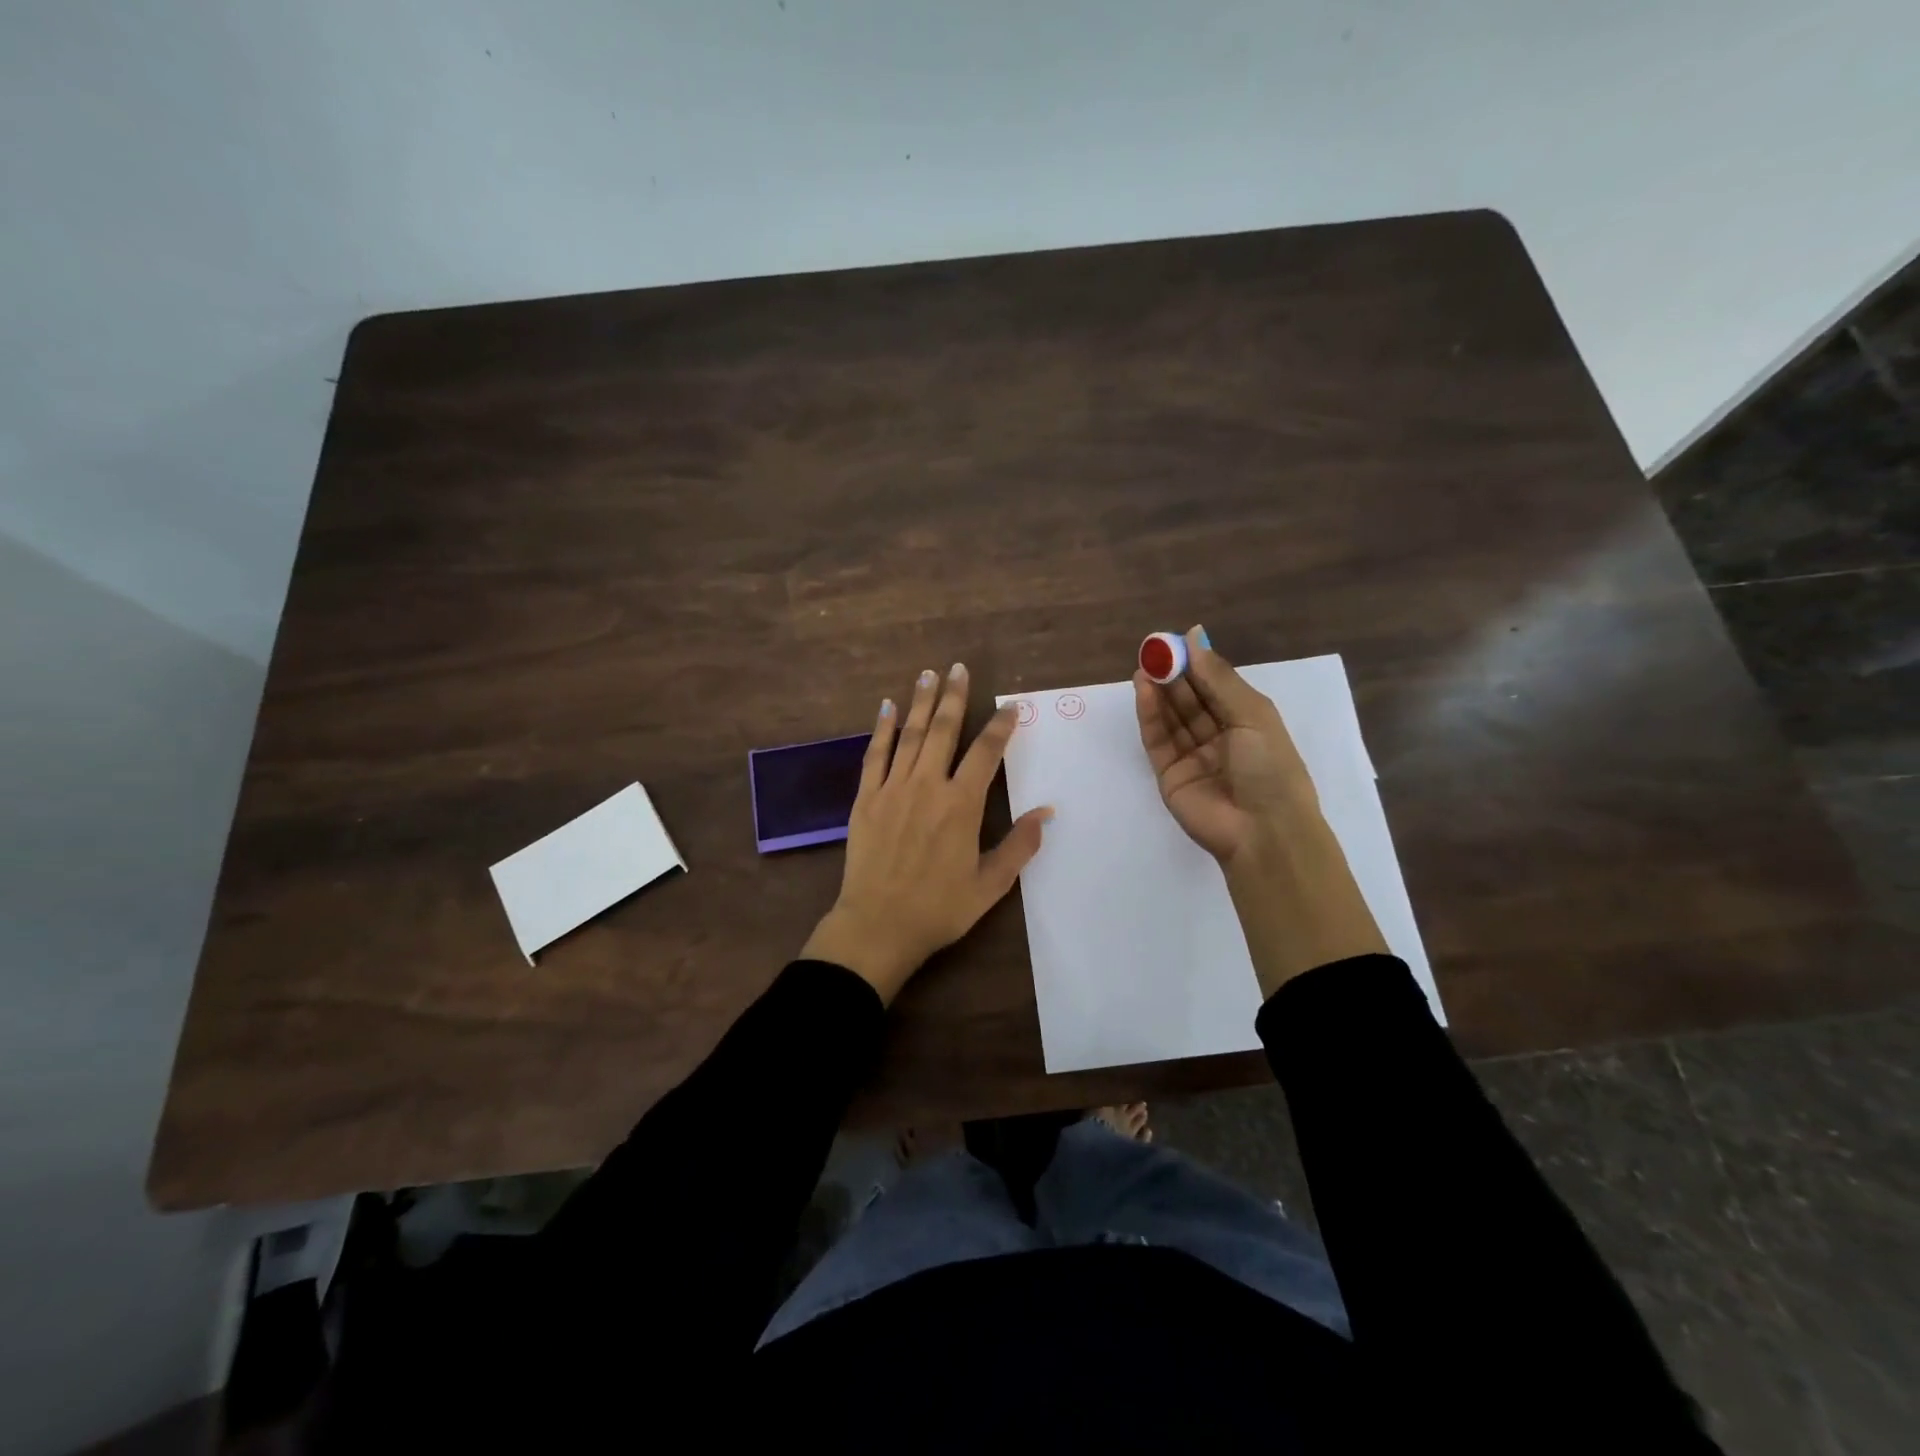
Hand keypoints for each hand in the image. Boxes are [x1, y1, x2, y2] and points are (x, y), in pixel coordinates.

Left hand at [802, 663, 1052, 1003]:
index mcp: (961, 805)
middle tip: (958, 667)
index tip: (1011, 706)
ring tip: (928, 674)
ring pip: (910, 735)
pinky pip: (875, 755)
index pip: (986, 753)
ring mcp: (892, 789)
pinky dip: (882, 728)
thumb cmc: (939, 908)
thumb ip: (1020, 846)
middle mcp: (928, 786)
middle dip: (953, 696)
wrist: (877, 926)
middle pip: (943, 730)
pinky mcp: (865, 799)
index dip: (1000, 726)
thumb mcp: (990, 885)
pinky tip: (887, 707)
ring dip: (921, 702)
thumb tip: (1047, 812)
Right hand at [1133, 626, 1319, 868]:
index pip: (1215, 686)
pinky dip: (1150, 715)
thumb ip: (1218, 677)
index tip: (1175, 640)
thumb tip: (1194, 636)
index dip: (1196, 663)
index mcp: (1247, 723)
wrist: (1263, 832)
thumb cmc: (1270, 768)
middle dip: (1173, 674)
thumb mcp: (1252, 715)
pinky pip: (1157, 740)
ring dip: (1158, 691)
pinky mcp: (1169, 775)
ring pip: (1172, 718)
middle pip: (1190, 700)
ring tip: (1145, 665)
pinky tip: (1143, 691)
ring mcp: (1192, 757)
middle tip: (1153, 649)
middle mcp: (1219, 738)